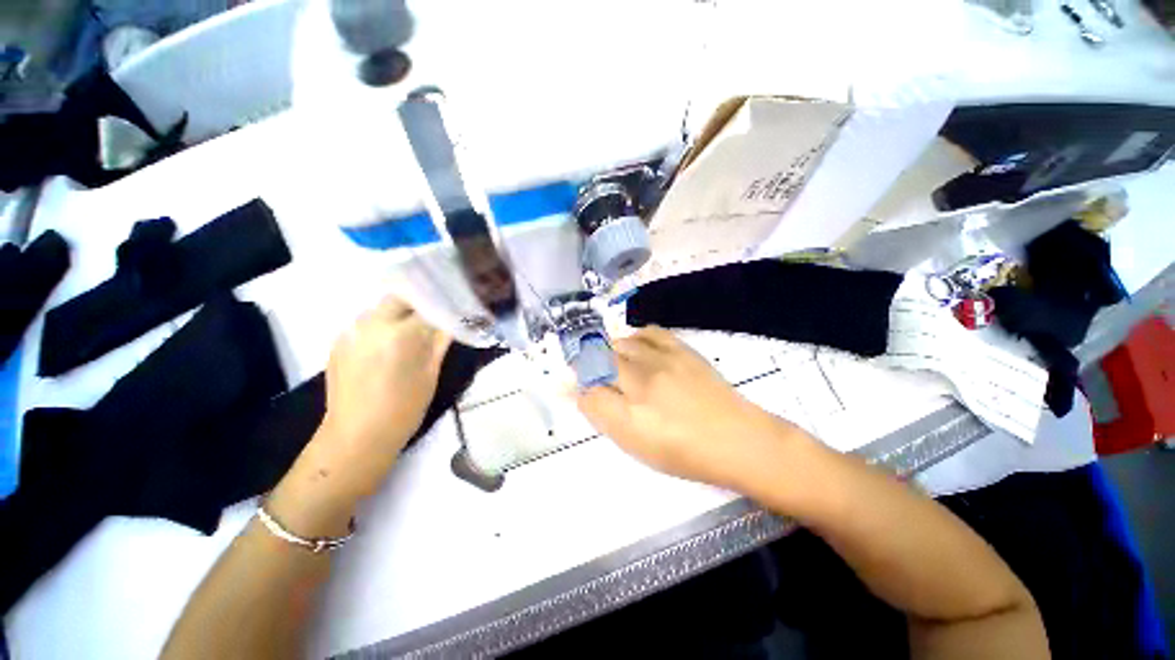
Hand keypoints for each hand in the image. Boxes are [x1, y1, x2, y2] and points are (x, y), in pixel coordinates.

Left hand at [269, 297, 449, 536]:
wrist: (356, 436)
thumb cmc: (404, 408)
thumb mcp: (431, 373)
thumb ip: (441, 341)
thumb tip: (453, 320)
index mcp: (401, 333)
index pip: (428, 305)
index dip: (443, 305)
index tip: (454, 308)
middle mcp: (372, 324)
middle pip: (400, 297)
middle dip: (419, 303)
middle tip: (433, 319)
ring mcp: (351, 332)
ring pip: (381, 308)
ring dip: (398, 314)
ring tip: (410, 334)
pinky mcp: (338, 342)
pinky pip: (365, 324)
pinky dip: (380, 327)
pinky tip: (387, 347)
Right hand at [576, 326, 796, 487]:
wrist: (737, 439)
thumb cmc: (683, 451)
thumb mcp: (636, 443)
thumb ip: (603, 415)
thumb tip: (578, 393)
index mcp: (630, 406)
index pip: (588, 386)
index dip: (575, 383)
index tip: (570, 384)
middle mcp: (642, 376)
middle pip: (601, 357)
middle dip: (588, 362)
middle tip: (590, 373)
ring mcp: (663, 358)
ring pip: (621, 342)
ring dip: (610, 350)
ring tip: (614, 362)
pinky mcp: (681, 350)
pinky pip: (650, 332)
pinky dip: (636, 337)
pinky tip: (637, 347)